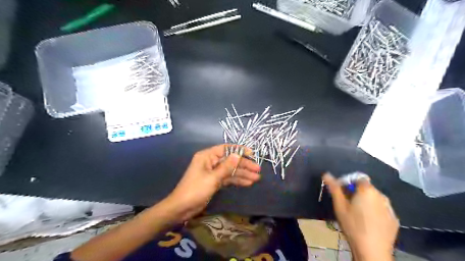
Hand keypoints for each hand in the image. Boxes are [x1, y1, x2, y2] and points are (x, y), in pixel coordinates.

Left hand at [163, 145, 259, 221]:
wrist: (181, 208)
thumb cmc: (195, 190)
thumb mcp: (212, 178)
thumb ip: (226, 166)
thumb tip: (238, 154)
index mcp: (207, 156)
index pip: (226, 149)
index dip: (239, 150)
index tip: (252, 154)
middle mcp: (211, 162)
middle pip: (230, 160)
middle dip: (244, 165)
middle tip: (258, 170)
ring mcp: (213, 172)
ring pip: (231, 170)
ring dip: (243, 174)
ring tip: (256, 178)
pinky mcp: (214, 181)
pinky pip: (228, 178)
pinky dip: (237, 180)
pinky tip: (247, 183)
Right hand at [324, 174, 399, 260]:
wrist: (372, 251)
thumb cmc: (352, 225)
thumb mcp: (339, 206)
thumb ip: (334, 188)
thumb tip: (326, 174)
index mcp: (367, 190)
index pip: (358, 178)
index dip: (350, 183)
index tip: (343, 193)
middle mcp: (381, 195)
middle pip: (367, 188)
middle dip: (357, 193)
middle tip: (348, 205)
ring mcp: (390, 208)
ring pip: (375, 199)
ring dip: (366, 202)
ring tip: (358, 215)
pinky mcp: (394, 219)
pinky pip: (382, 209)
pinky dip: (375, 211)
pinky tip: (369, 222)